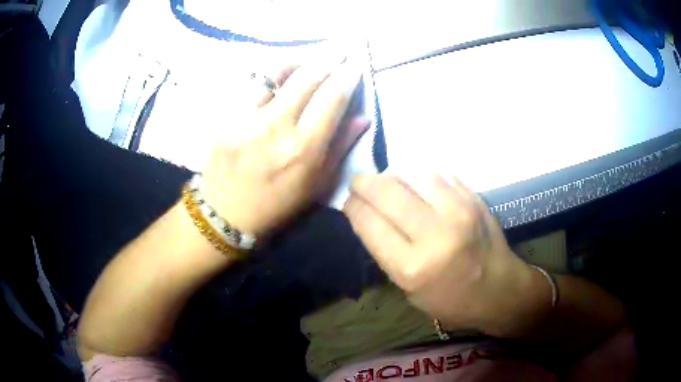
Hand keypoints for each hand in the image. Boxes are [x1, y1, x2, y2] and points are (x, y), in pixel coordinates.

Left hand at [201, 58, 368, 235]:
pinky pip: (251, 84)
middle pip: (306, 78)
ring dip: (296, 60)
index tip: (354, 66)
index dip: (346, 77)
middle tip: (338, 51)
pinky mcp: (226, 116)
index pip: (332, 99)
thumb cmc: (277, 205)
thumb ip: (340, 147)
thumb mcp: (316, 185)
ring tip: (305, 60)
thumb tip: (362, 118)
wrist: (225, 212)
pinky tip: (276, 76)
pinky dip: (269, 74)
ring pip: (275, 71)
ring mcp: (247, 118)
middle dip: (327, 59)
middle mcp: (276, 127)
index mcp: (303, 149)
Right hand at [343, 173, 541, 334]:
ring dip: (391, 172)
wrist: (498, 288)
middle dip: (363, 182)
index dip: (352, 206)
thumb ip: (384, 249)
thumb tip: (365, 211)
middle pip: (387, 191)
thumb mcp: (407, 288)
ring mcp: (458, 210)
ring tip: (388, 180)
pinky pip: (436, 170)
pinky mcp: (473, 196)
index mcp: (412, 267)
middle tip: (359, 182)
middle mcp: (435, 234)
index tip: (347, 201)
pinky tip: (415, 180)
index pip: (369, 222)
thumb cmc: (449, 298)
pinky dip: (418, 171)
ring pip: (411, 172)